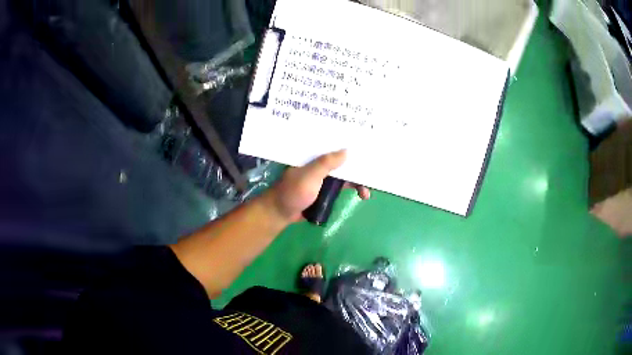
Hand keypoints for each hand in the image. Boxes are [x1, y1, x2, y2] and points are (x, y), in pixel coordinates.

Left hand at [269, 150, 369, 222]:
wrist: (281, 213)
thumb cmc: (293, 191)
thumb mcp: (310, 175)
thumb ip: (326, 163)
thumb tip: (347, 150)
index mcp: (315, 155)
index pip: (335, 145)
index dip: (351, 145)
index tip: (367, 148)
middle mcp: (320, 162)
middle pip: (344, 160)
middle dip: (359, 167)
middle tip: (373, 175)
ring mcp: (324, 176)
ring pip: (345, 174)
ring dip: (357, 181)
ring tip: (366, 193)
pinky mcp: (325, 189)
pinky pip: (342, 185)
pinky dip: (352, 189)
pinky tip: (361, 195)